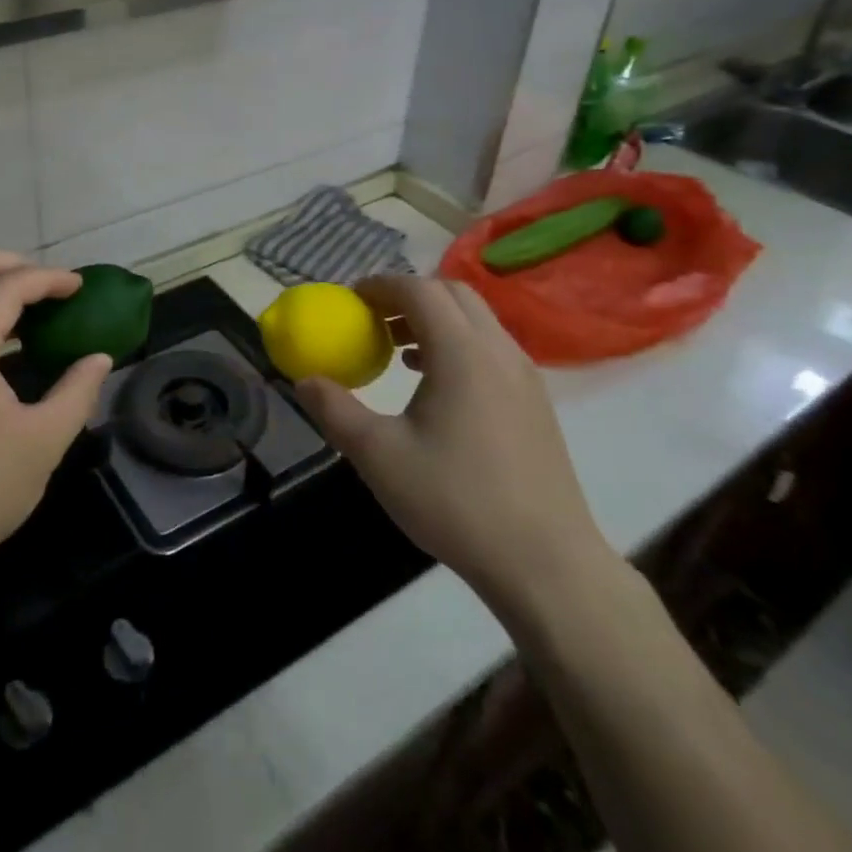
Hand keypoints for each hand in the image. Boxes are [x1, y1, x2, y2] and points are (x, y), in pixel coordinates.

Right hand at [294, 276, 613, 620]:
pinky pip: (491, 349)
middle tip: (372, 320)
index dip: (380, 286)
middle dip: (408, 295)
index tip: (349, 300)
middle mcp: (498, 351)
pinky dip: (457, 345)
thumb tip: (305, 380)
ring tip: (398, 351)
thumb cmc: (456, 502)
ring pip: (476, 321)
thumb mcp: (378, 456)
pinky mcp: (535, 403)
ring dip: (434, 320)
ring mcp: (525, 377)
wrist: (546, 564)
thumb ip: (335, 410)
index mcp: (462, 353)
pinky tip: (435, 386)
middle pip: (452, 294)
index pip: (419, 290)